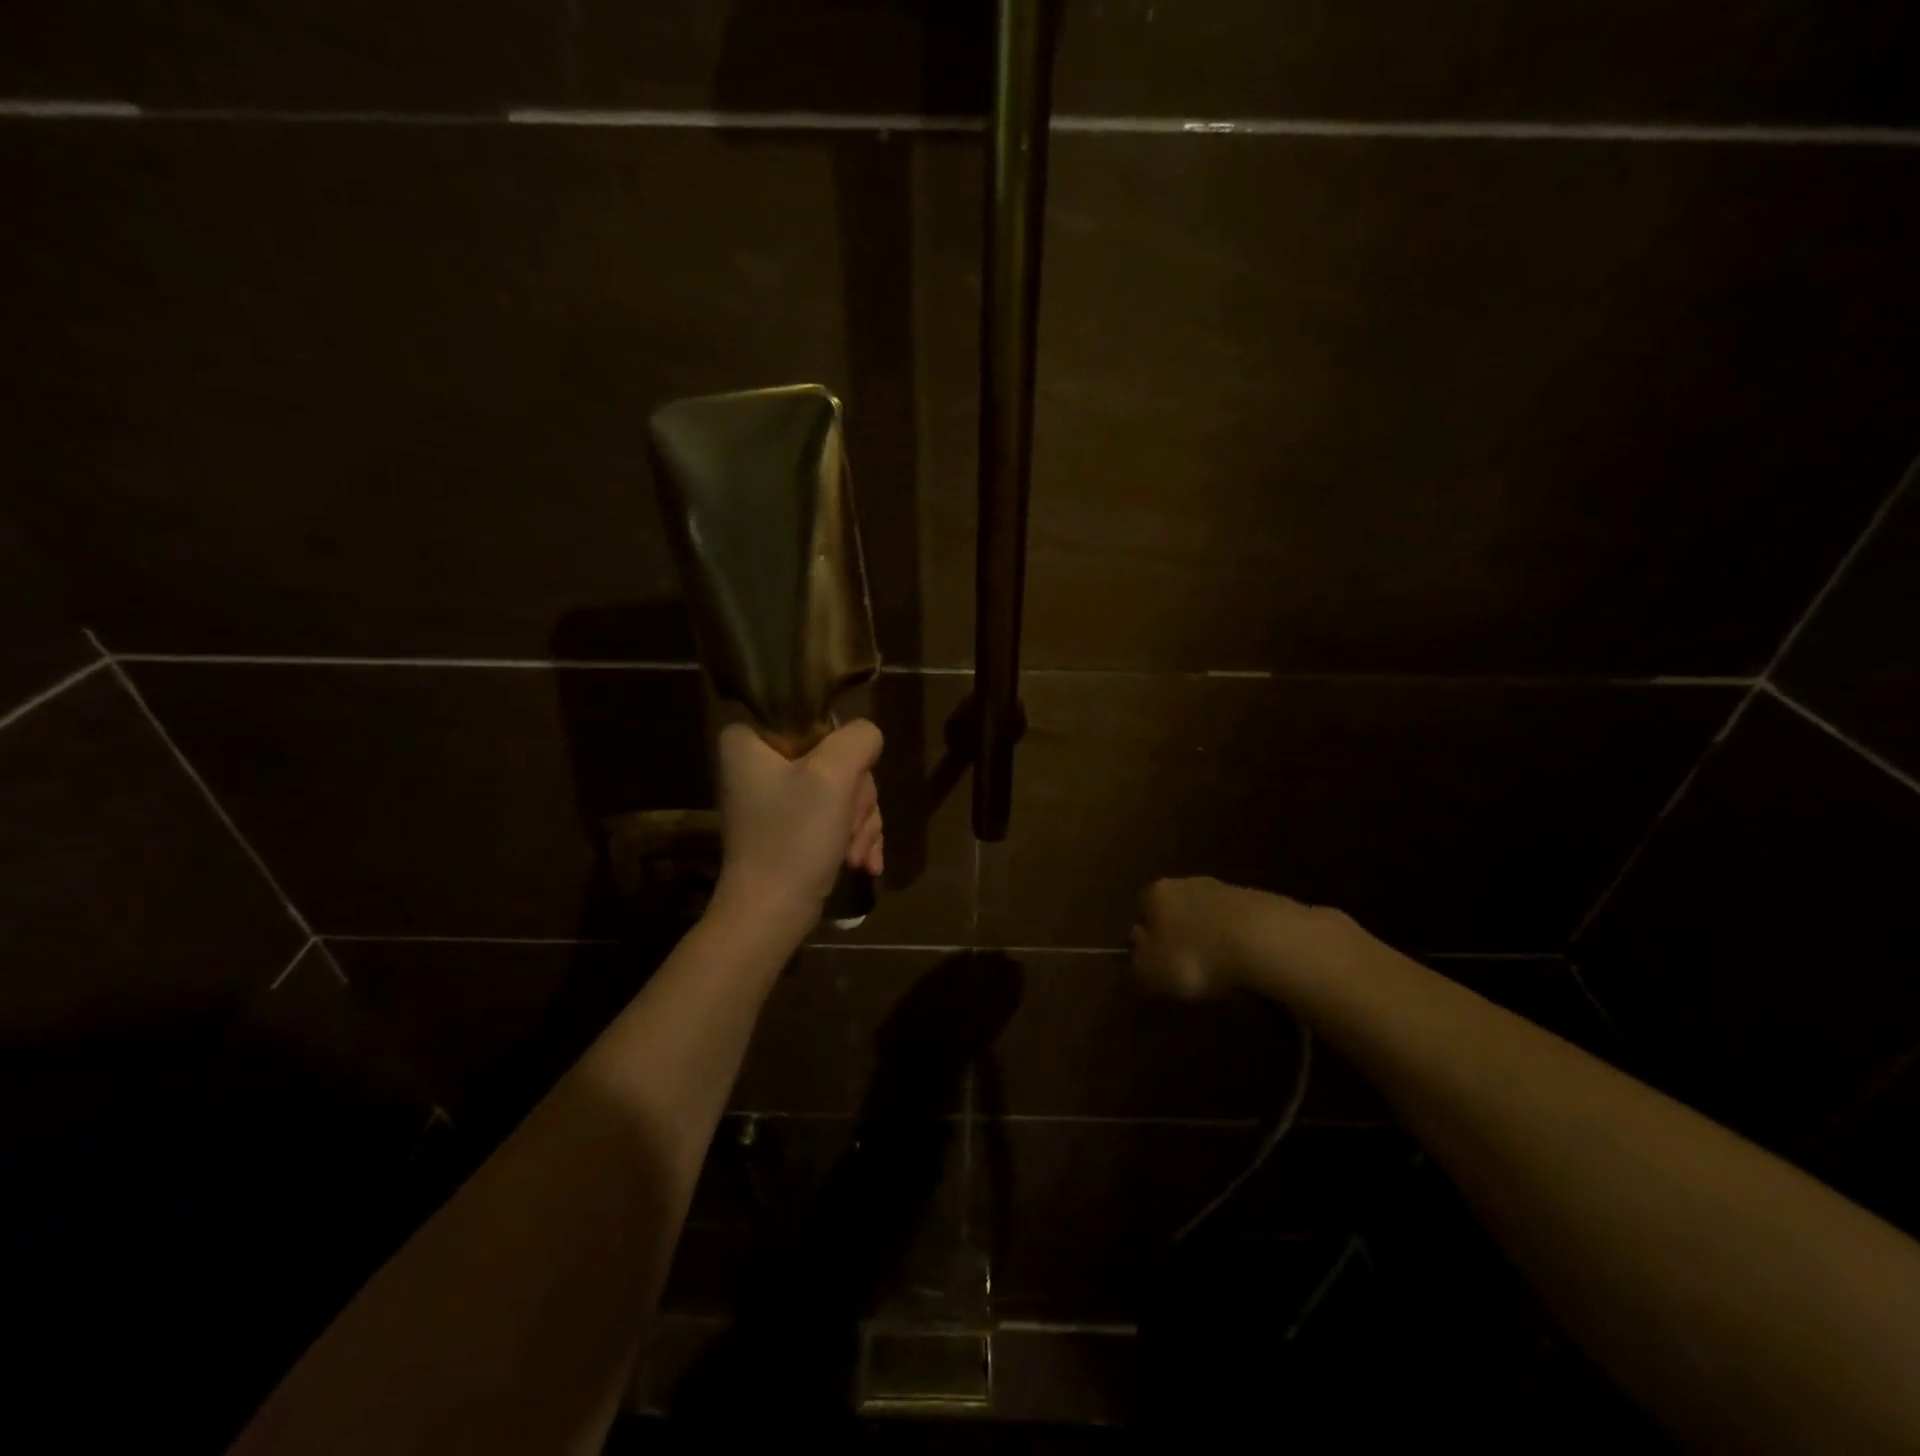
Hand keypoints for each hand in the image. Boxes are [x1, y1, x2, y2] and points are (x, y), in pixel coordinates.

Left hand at [714, 719, 883, 922]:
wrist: (772, 915)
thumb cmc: (794, 839)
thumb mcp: (833, 776)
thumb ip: (858, 739)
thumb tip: (867, 738)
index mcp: (749, 738)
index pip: (814, 716)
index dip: (840, 749)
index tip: (844, 783)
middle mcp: (757, 761)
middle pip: (834, 756)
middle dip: (855, 797)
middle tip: (849, 825)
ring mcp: (775, 796)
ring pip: (842, 787)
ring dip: (859, 821)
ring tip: (856, 854)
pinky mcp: (790, 824)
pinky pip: (835, 813)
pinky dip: (853, 836)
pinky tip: (863, 862)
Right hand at [1130, 876, 1272, 998]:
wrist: (1264, 942)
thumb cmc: (1195, 957)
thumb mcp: (1152, 971)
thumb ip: (1137, 962)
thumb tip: (1136, 953)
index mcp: (1156, 894)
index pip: (1141, 910)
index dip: (1146, 938)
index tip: (1154, 963)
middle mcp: (1187, 882)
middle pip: (1175, 910)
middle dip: (1178, 935)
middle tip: (1184, 967)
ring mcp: (1225, 889)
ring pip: (1207, 916)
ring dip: (1209, 938)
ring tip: (1218, 970)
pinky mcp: (1259, 902)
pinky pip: (1237, 925)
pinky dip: (1236, 942)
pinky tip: (1244, 964)